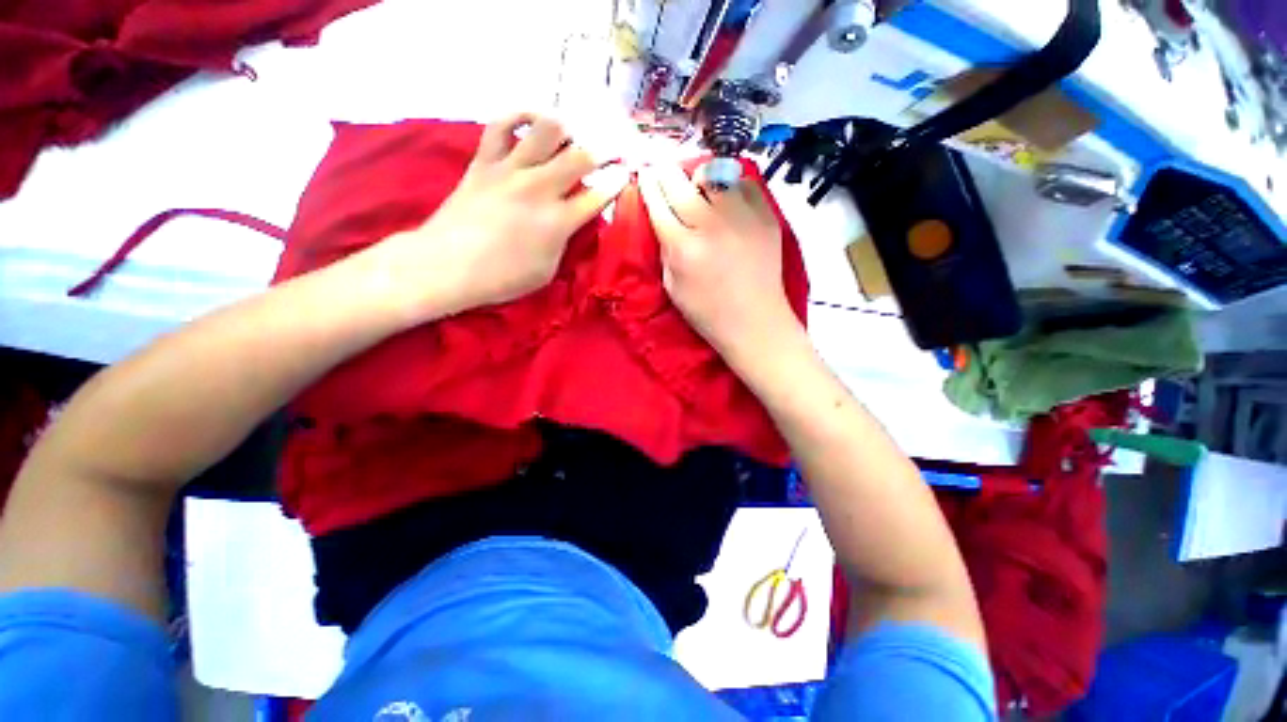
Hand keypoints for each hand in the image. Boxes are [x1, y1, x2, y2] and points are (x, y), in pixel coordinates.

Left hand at [372, 113, 628, 320]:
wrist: (447, 267)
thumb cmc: (502, 278)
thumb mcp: (548, 271)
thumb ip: (566, 242)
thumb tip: (573, 221)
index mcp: (559, 222)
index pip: (599, 195)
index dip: (617, 182)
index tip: (625, 175)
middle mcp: (540, 188)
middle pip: (582, 156)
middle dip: (606, 149)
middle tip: (613, 149)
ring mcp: (511, 170)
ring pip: (548, 129)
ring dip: (568, 128)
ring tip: (572, 135)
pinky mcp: (485, 161)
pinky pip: (502, 124)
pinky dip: (521, 115)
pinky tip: (532, 121)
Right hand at [638, 164, 803, 363]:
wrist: (754, 322)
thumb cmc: (708, 312)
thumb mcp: (672, 287)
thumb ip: (666, 249)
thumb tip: (664, 217)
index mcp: (684, 248)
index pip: (659, 203)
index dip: (649, 185)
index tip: (645, 174)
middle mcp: (711, 226)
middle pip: (681, 183)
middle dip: (666, 173)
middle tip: (662, 169)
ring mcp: (742, 217)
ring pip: (714, 175)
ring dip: (700, 177)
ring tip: (697, 185)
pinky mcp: (766, 216)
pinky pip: (745, 183)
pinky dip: (732, 184)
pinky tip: (727, 197)